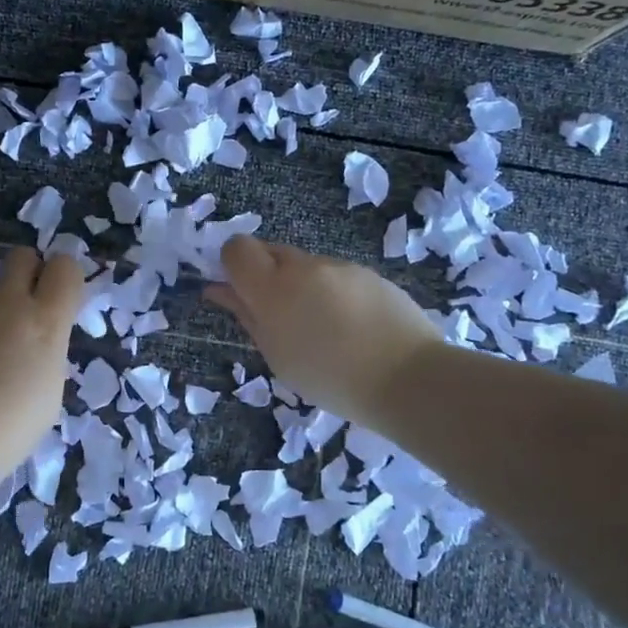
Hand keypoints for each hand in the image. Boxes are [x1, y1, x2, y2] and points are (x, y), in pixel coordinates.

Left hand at [0, 248, 83, 490]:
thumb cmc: (10, 426)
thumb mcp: (48, 392)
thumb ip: (46, 355)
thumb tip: (34, 348)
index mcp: (44, 321)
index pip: (65, 267)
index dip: (66, 277)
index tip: (64, 302)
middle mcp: (6, 306)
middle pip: (21, 257)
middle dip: (30, 272)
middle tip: (32, 310)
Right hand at [206, 236, 440, 428]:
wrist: (408, 378)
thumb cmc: (330, 378)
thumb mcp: (277, 355)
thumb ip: (246, 316)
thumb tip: (218, 290)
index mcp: (272, 289)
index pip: (236, 248)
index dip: (232, 265)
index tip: (240, 292)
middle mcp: (303, 266)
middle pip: (269, 251)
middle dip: (266, 275)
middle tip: (279, 315)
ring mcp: (339, 266)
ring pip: (305, 265)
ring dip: (301, 285)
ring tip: (323, 328)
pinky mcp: (367, 272)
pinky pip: (335, 275)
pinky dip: (332, 292)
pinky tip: (351, 326)